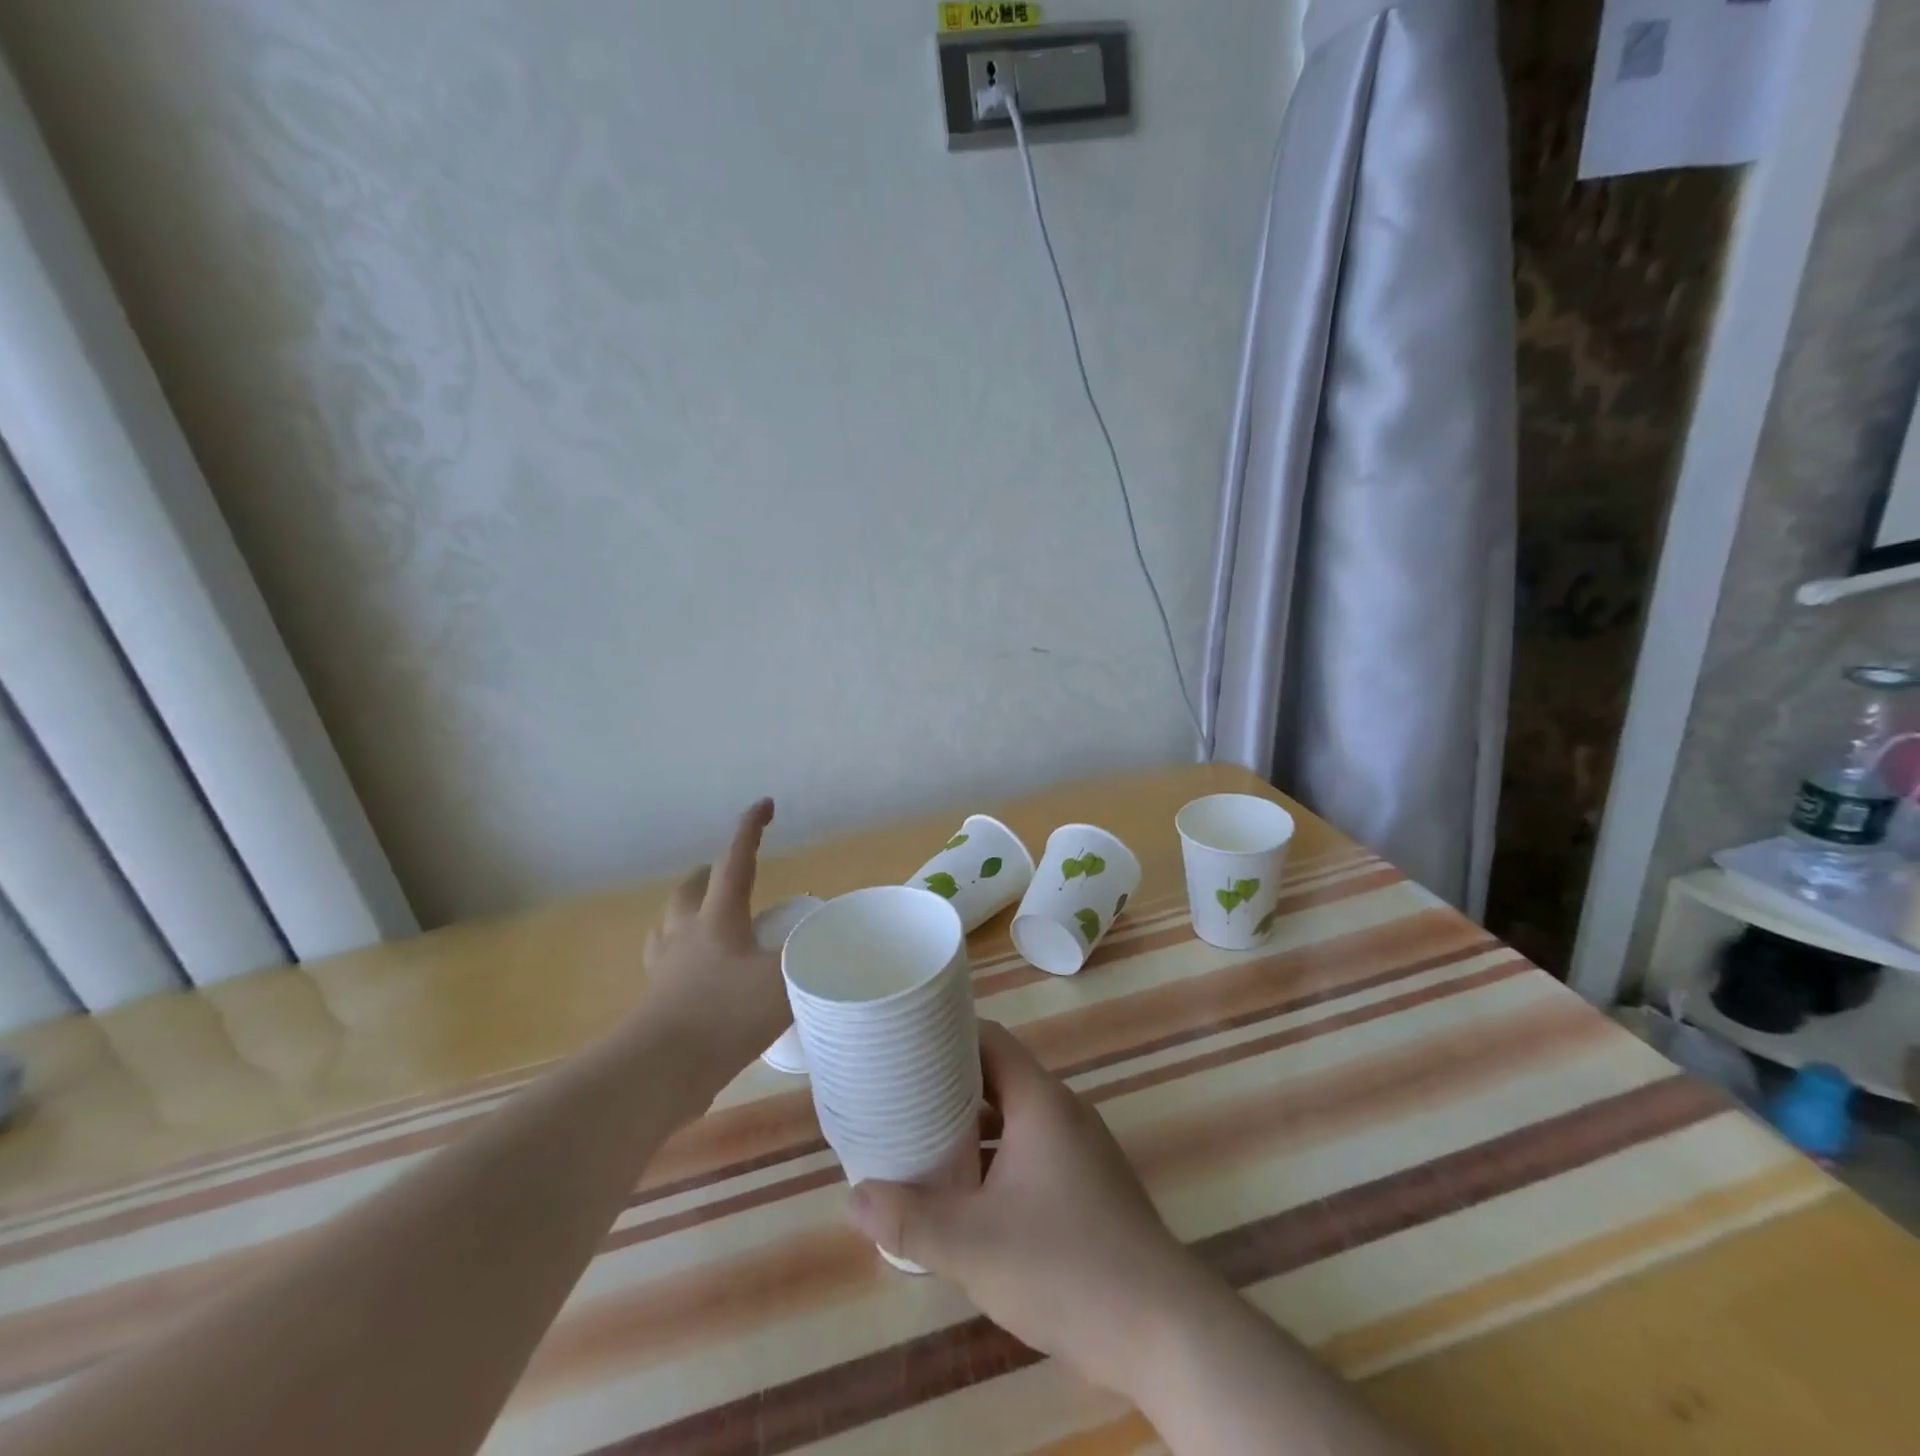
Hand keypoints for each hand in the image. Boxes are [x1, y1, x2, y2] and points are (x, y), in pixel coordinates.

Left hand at [638, 798, 787, 1081]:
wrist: (660, 1071)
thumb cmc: (724, 1015)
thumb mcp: (783, 981)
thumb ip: (812, 958)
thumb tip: (834, 941)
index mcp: (718, 918)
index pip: (736, 861)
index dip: (750, 830)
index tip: (764, 804)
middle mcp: (686, 935)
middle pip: (689, 890)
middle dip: (709, 873)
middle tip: (727, 872)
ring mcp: (666, 969)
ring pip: (669, 925)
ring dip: (686, 912)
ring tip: (705, 918)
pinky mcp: (656, 1003)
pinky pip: (665, 965)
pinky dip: (680, 957)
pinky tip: (696, 975)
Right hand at [845, 1021, 1216, 1399]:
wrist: (1161, 1329)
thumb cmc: (1064, 1266)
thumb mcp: (972, 1244)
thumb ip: (909, 1219)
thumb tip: (853, 1197)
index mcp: (1040, 1101)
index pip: (988, 1039)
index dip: (945, 1034)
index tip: (903, 1043)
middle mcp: (1062, 1111)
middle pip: (997, 1076)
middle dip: (948, 1084)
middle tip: (898, 1094)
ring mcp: (1079, 1148)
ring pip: (1014, 1117)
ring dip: (971, 1126)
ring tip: (920, 1138)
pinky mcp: (1087, 1183)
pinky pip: (1031, 1149)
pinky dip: (996, 1156)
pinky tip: (966, 1191)